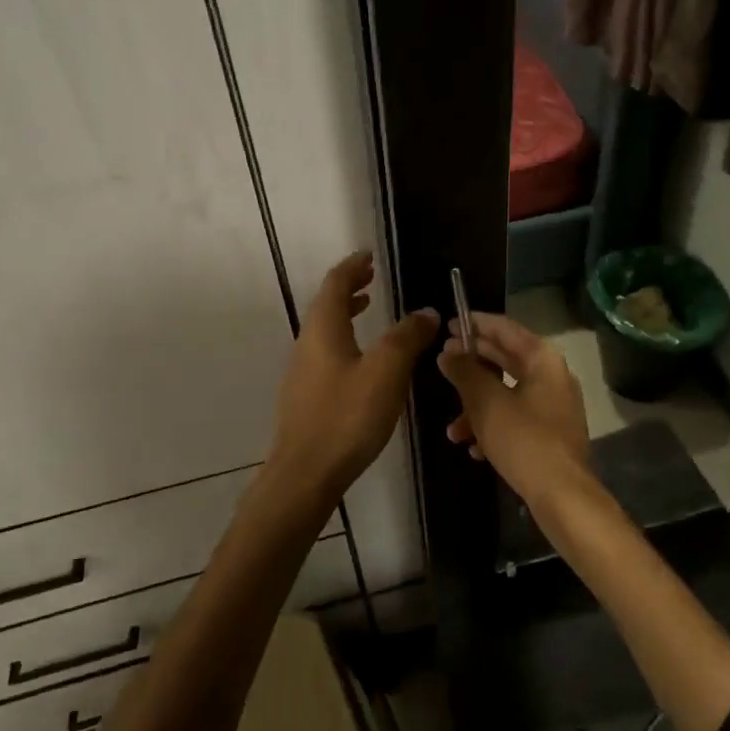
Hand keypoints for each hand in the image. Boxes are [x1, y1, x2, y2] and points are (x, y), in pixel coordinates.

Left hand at [265, 251, 438, 506]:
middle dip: (349, 287)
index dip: (353, 266)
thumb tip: (426, 312)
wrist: (305, 474)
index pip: (335, 283)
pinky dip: (344, 339)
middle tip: (372, 279)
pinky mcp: (306, 396)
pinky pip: (326, 352)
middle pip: (326, 304)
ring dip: (346, 313)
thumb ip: (407, 338)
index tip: (370, 256)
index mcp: (323, 329)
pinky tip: (363, 361)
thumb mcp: (386, 372)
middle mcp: (307, 343)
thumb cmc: (347, 416)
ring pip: (325, 329)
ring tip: (368, 309)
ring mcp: (303, 371)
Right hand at [438, 312, 594, 503]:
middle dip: (472, 364)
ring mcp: (554, 407)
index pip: (505, 328)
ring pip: (507, 394)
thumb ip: (464, 372)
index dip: (476, 323)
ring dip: (477, 407)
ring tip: (452, 429)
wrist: (562, 496)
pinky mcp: (551, 435)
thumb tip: (447, 354)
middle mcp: (553, 377)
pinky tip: (474, 449)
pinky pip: (516, 419)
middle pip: (507, 359)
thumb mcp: (485, 402)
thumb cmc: (523, 439)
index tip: (450, 324)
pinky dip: (494, 427)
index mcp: (543, 359)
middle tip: (443, 359)